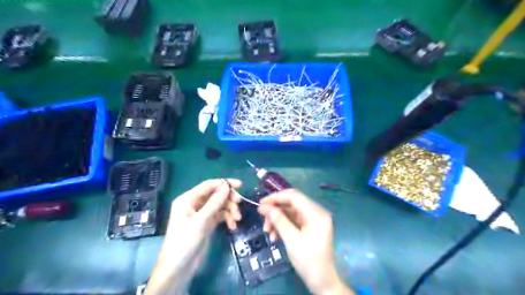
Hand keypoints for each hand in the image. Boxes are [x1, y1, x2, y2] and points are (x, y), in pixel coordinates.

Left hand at [144, 178, 239, 294]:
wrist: (178, 268)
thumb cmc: (185, 241)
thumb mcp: (200, 221)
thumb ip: (214, 202)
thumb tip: (227, 186)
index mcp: (188, 199)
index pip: (209, 185)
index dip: (225, 183)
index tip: (240, 185)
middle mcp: (195, 204)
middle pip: (216, 194)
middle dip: (229, 199)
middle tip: (239, 204)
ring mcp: (202, 214)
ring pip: (220, 205)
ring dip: (230, 210)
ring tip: (237, 220)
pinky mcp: (207, 223)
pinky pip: (220, 215)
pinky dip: (227, 219)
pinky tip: (232, 226)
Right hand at [258, 189, 351, 294]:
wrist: (322, 281)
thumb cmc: (309, 261)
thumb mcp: (292, 240)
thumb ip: (278, 220)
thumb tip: (263, 207)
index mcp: (316, 213)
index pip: (294, 196)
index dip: (276, 197)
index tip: (261, 203)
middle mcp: (316, 212)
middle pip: (291, 203)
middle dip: (275, 210)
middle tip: (262, 218)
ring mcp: (313, 219)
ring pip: (290, 212)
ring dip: (277, 219)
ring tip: (267, 232)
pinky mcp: (309, 226)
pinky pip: (293, 220)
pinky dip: (282, 225)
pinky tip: (274, 236)